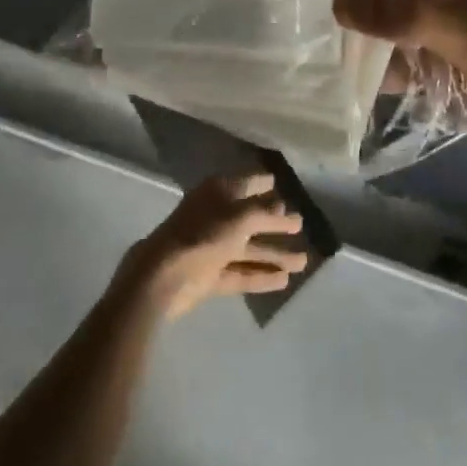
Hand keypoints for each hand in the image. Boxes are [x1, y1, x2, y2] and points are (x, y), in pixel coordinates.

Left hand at [119, 174, 308, 321]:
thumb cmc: (204, 234)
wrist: (163, 276)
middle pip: (252, 219)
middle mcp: (216, 217)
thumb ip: (265, 214)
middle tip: (302, 226)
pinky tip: (284, 281)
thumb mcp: (241, 217)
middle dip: (277, 224)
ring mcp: (213, 248)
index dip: (265, 184)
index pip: (247, 184)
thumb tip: (283, 208)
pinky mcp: (210, 276)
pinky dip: (261, 276)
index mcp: (219, 193)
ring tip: (303, 262)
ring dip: (275, 254)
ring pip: (249, 249)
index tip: (283, 185)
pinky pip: (241, 273)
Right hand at [334, 0, 466, 156]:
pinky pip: (390, 61)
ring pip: (380, 20)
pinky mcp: (432, 66)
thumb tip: (337, 0)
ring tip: (296, 34)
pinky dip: (366, 67)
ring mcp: (431, 29)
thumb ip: (402, 15)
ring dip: (349, 27)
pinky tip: (328, 77)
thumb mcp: (466, 29)